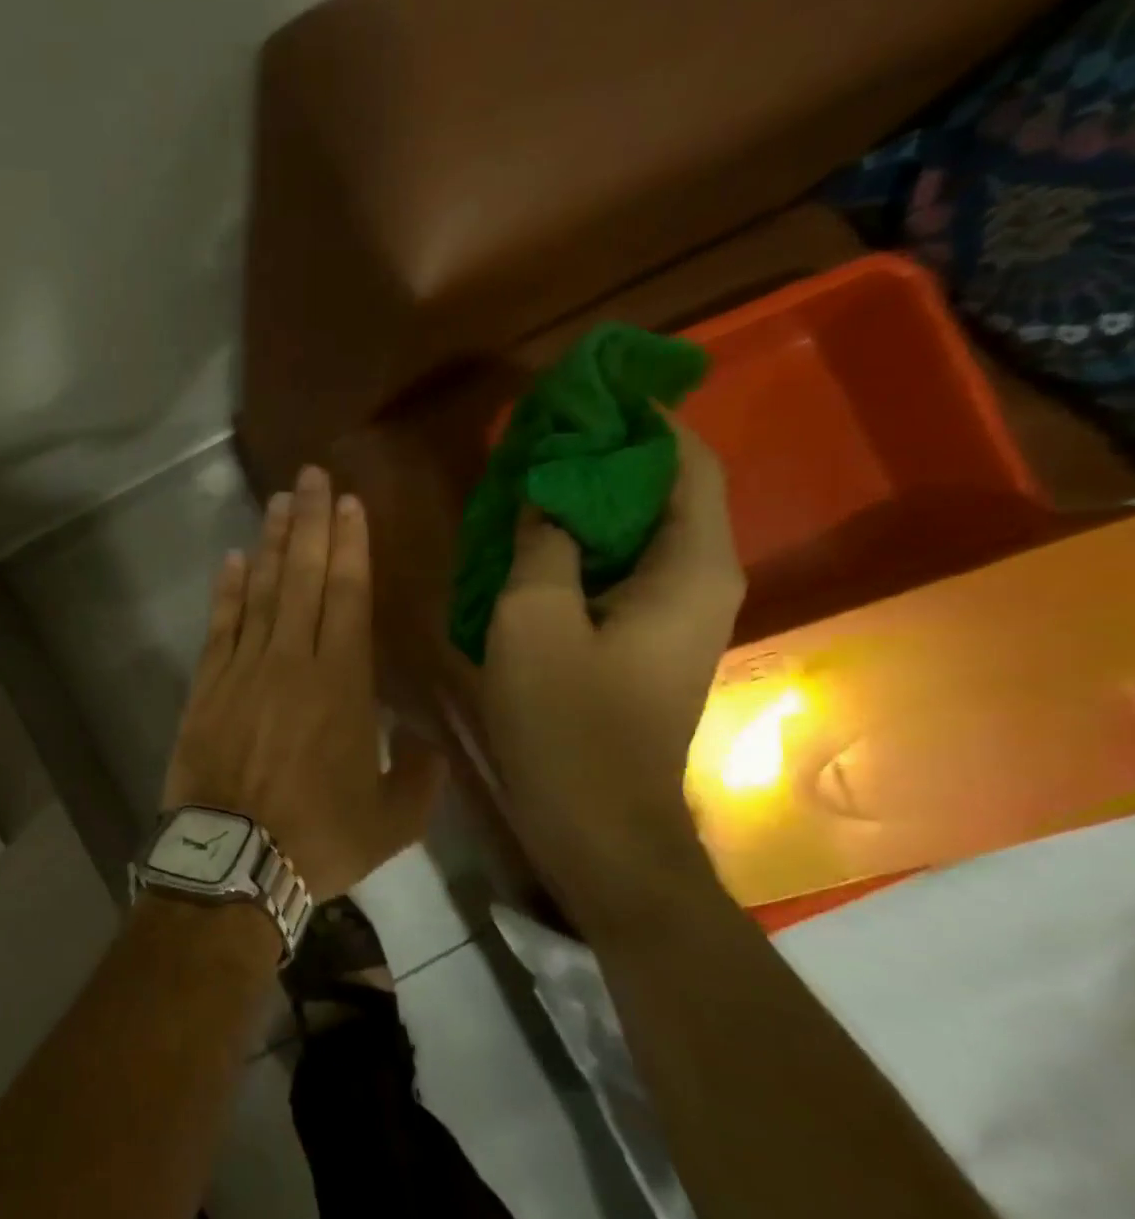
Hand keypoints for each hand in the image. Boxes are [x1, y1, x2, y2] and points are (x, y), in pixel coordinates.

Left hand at [163, 466, 445, 900]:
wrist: (233, 862)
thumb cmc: (317, 839)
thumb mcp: (393, 820)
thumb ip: (419, 775)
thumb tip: (426, 743)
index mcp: (342, 684)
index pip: (347, 595)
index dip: (348, 545)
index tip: (347, 503)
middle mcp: (291, 661)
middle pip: (302, 577)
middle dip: (309, 522)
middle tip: (310, 476)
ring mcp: (243, 669)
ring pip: (260, 591)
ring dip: (269, 544)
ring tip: (277, 502)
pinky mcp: (206, 686)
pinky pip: (219, 626)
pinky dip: (226, 591)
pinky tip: (232, 561)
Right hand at [478, 419, 743, 930]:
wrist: (596, 823)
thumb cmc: (567, 720)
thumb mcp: (534, 619)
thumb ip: (543, 543)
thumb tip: (546, 493)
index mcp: (689, 568)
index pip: (685, 461)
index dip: (639, 421)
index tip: (581, 396)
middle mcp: (696, 583)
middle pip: (661, 493)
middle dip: (602, 459)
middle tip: (534, 440)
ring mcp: (670, 618)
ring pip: (634, 535)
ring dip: (583, 504)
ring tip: (521, 484)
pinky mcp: (640, 645)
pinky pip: (614, 573)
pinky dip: (577, 548)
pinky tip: (525, 548)